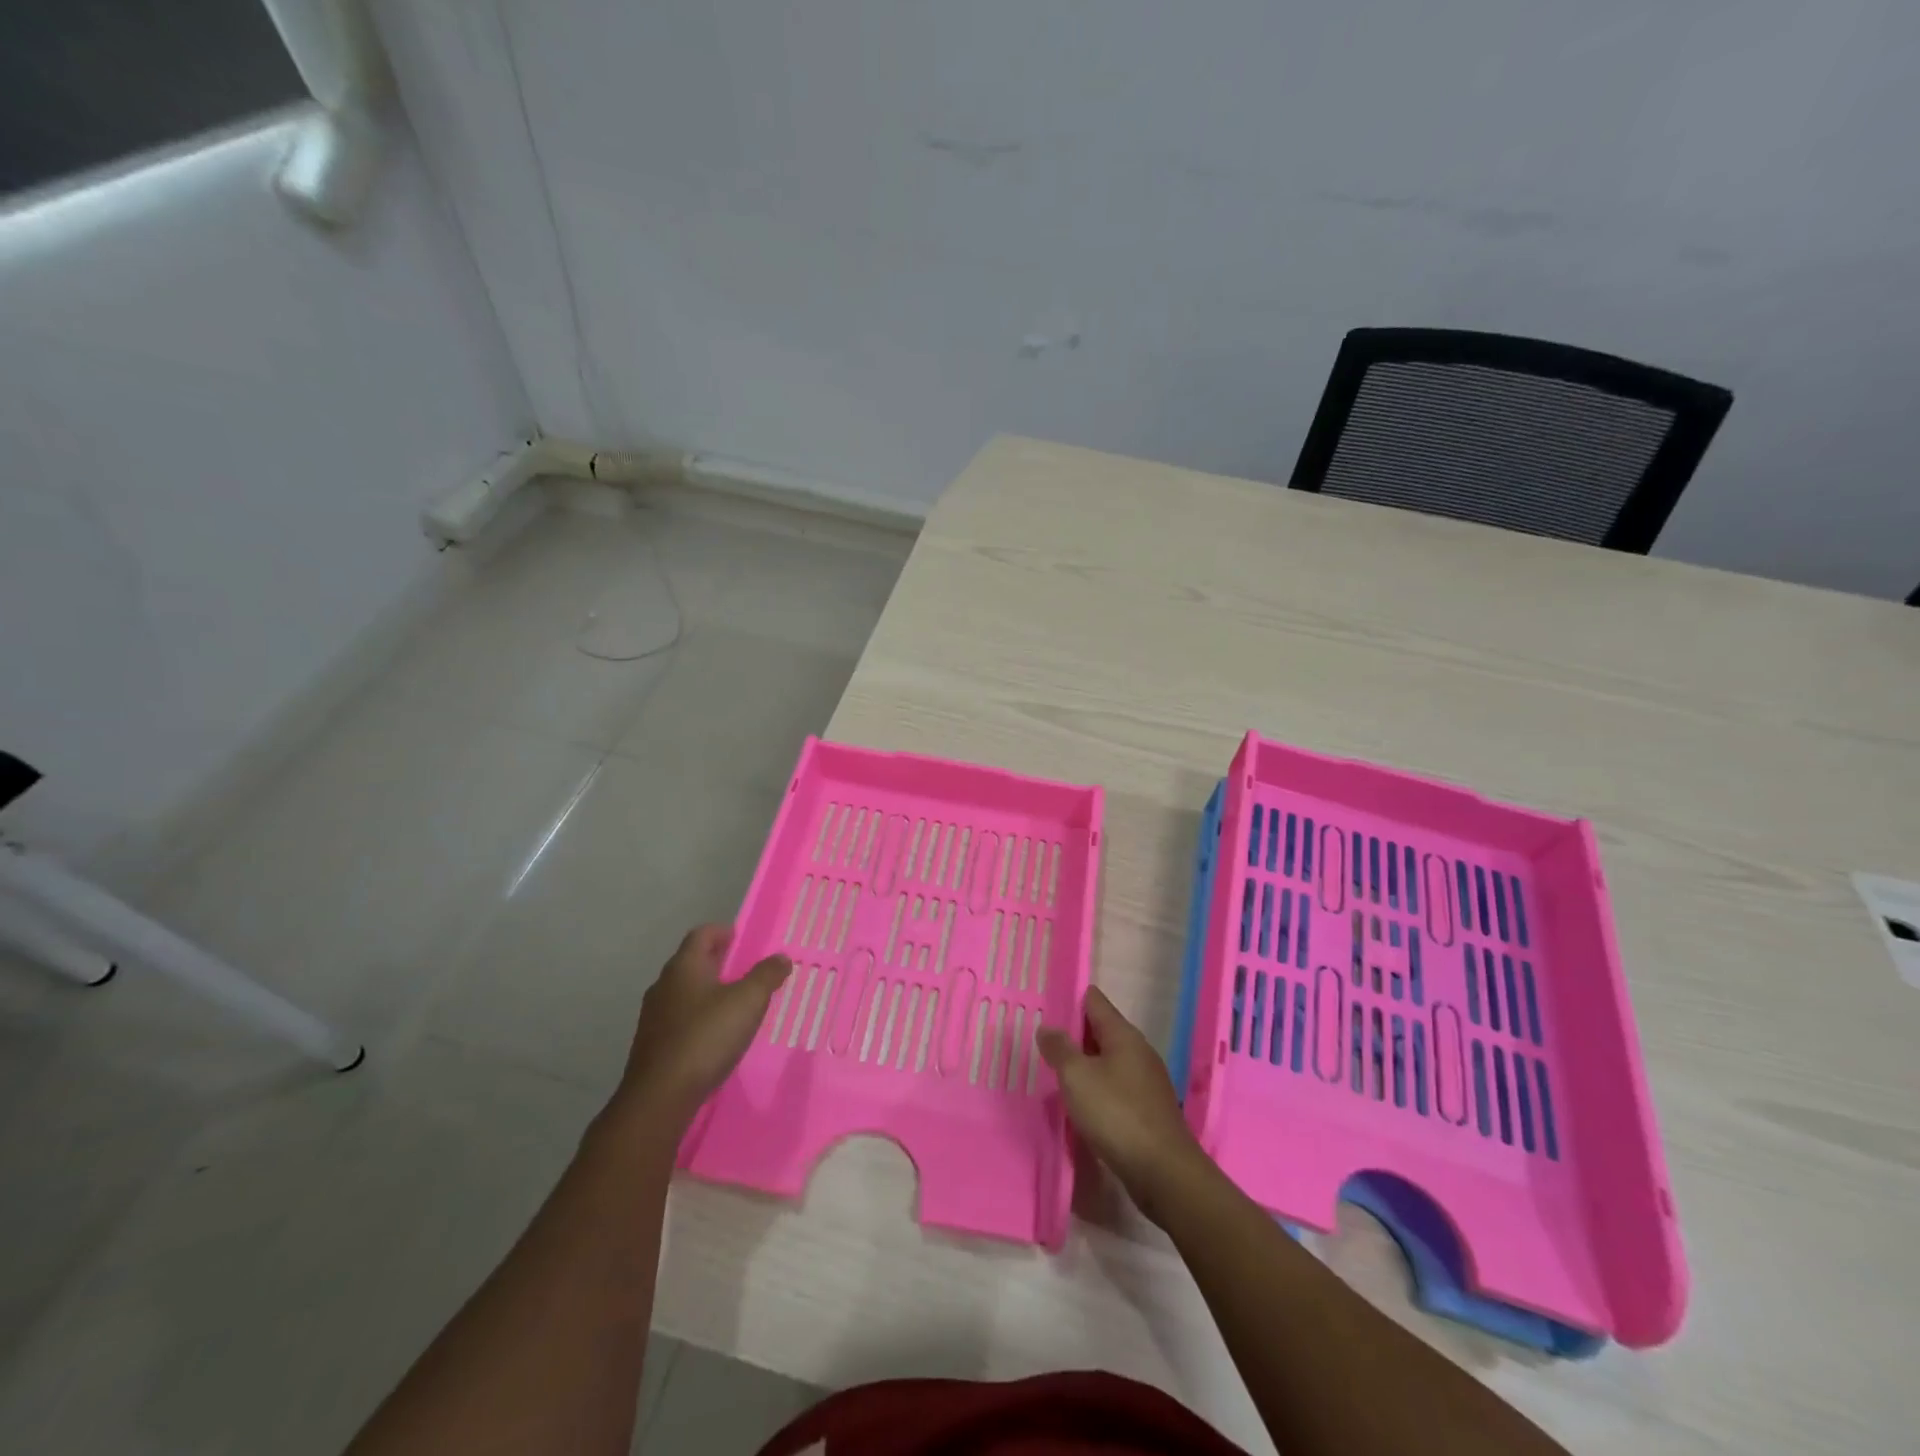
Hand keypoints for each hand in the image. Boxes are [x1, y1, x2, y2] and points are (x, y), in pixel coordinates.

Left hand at [615, 925, 790, 1127]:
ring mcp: (653, 1016)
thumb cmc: (706, 1037)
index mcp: (684, 966)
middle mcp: (664, 985)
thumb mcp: (748, 1001)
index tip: (742, 939)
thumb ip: (766, 975)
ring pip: (684, 992)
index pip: (701, 934)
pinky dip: (698, 1018)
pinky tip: (715, 1036)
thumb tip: (780, 957)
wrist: (660, 1097)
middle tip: (745, 970)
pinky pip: (679, 1019)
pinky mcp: (651, 1044)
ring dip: (708, 992)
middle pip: (692, 962)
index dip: (723, 932)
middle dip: (718, 962)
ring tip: (734, 1004)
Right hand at [1036, 986, 1212, 1224]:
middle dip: (1075, 1034)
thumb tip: (1047, 1027)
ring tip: (1057, 1071)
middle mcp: (1139, 1052)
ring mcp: (1147, 1082)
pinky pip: (1117, 1087)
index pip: (1095, 1001)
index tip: (1047, 1003)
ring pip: (1109, 1061)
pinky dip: (1098, 1088)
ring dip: (1085, 1064)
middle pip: (1102, 1031)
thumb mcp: (1077, 1077)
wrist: (1164, 1173)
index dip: (1071, 999)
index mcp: (1124, 1035)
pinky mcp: (1149, 1110)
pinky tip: (1082, 1103)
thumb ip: (1059, 1049)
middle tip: (1043, 1040)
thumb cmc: (1116, 1114)